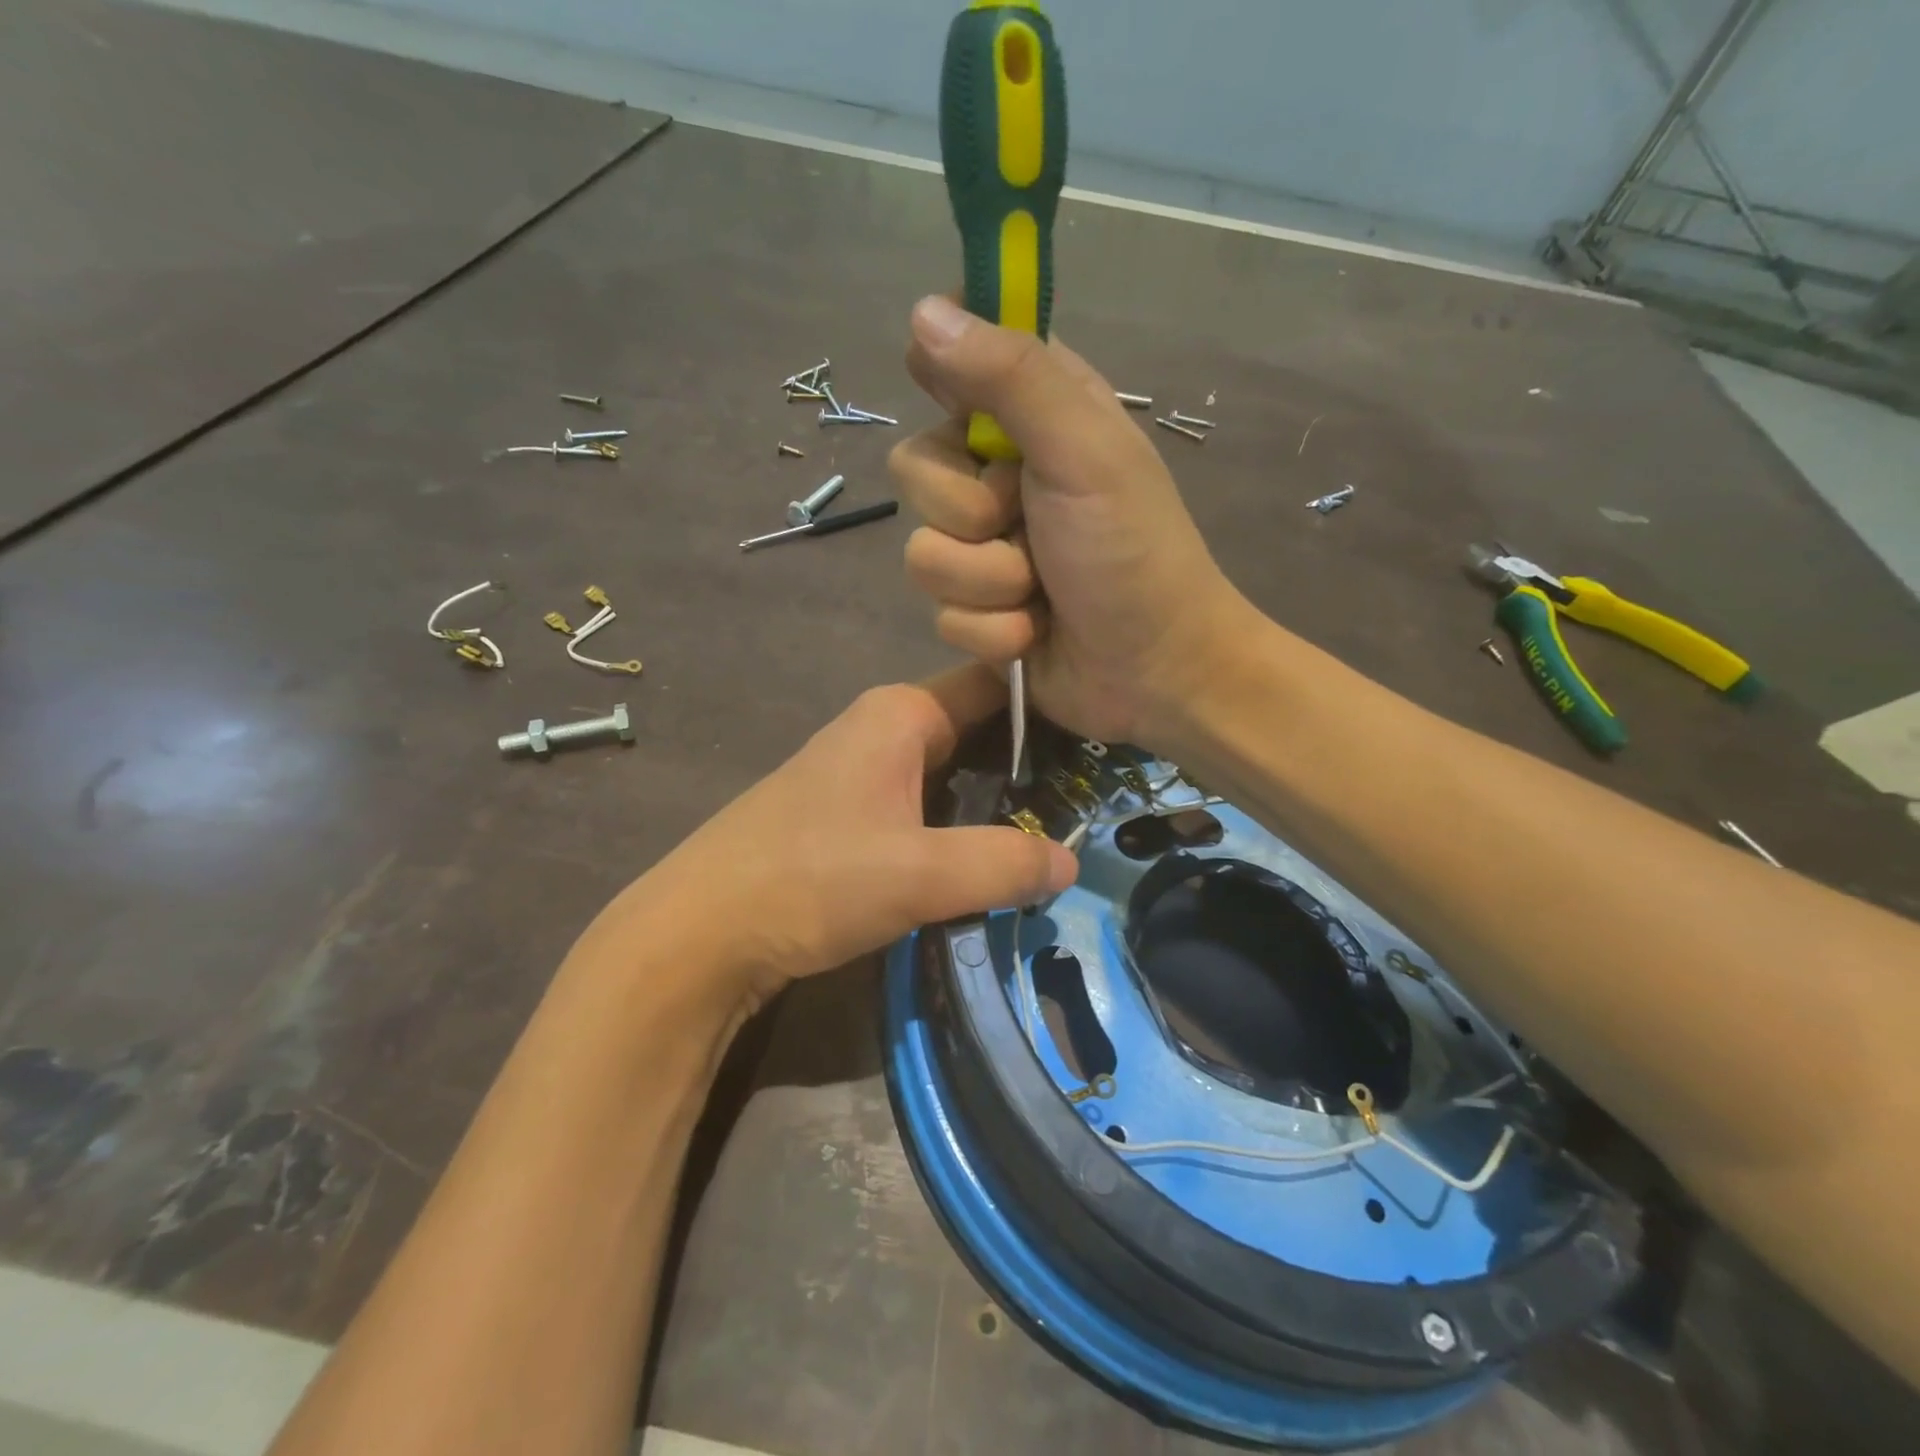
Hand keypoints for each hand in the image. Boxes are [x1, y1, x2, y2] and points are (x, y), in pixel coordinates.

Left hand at [605, 665, 1078, 1012]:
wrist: (700, 932)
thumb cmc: (811, 879)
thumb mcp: (919, 873)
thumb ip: (1002, 864)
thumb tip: (1071, 862)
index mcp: (900, 713)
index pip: (993, 684)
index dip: (1047, 704)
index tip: (1101, 738)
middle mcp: (881, 728)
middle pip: (975, 729)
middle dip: (1028, 760)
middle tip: (1092, 797)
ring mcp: (860, 772)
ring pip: (950, 771)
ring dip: (994, 799)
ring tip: (1057, 828)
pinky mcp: (847, 815)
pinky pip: (923, 803)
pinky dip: (959, 822)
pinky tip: (989, 856)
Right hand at [889, 295, 1255, 747]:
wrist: (1156, 672)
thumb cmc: (1134, 554)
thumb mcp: (1083, 452)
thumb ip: (1011, 378)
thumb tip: (924, 311)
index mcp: (1033, 415)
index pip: (954, 361)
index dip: (944, 379)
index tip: (965, 418)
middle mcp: (998, 474)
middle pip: (915, 468)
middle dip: (968, 513)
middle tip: (1026, 525)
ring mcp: (984, 548)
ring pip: (923, 553)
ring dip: (988, 583)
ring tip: (1040, 593)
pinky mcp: (976, 610)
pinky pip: (942, 614)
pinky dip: (994, 631)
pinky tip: (1034, 634)